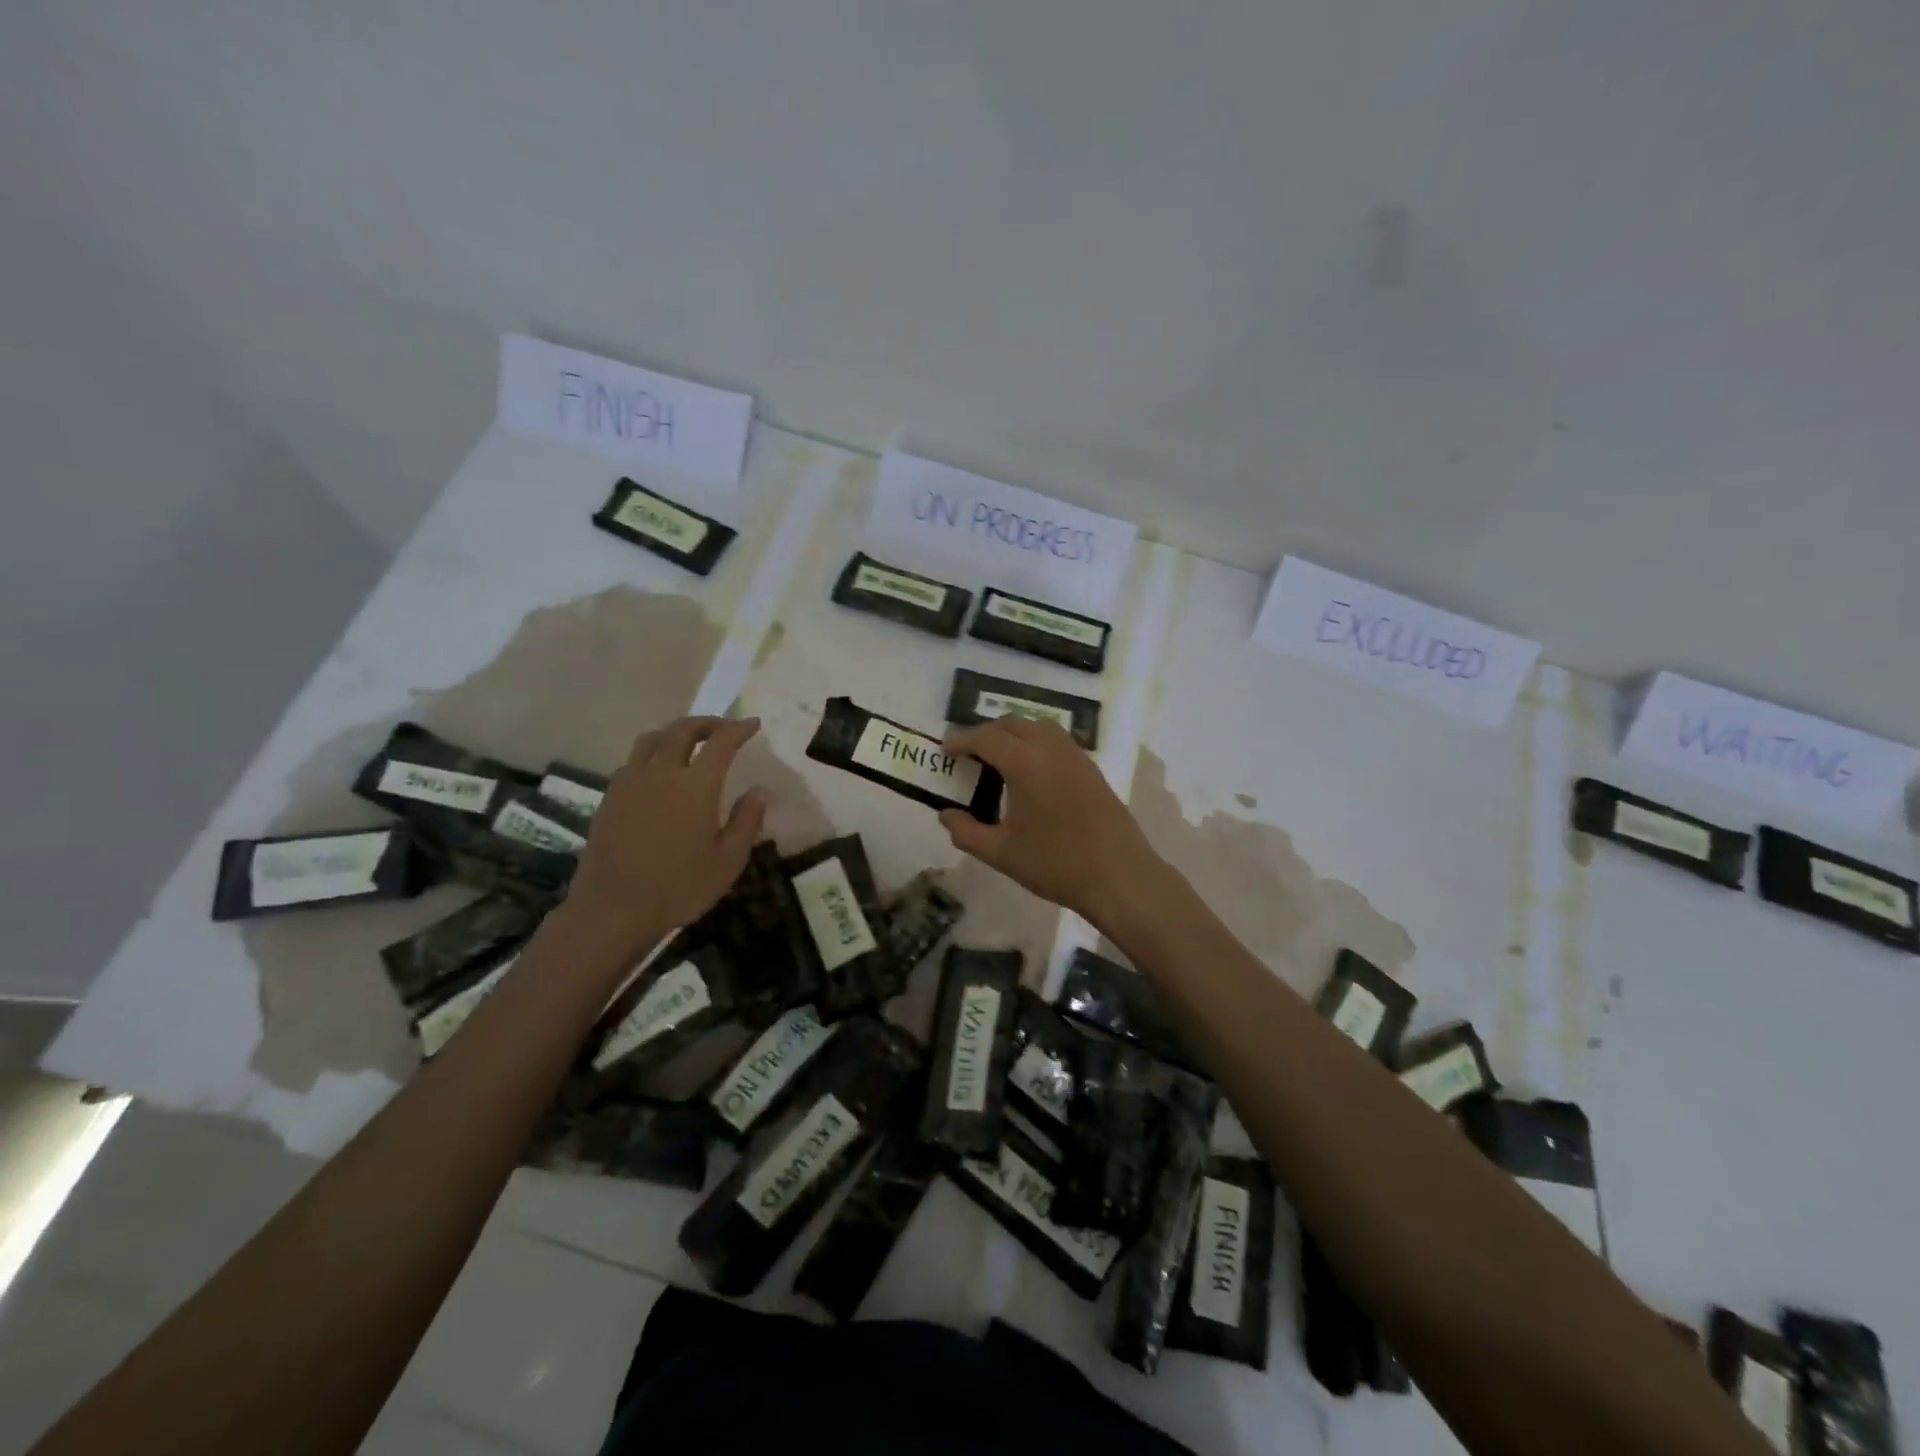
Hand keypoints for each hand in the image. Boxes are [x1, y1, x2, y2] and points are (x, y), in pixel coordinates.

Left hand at [561, 716, 767, 961]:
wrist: (612, 910)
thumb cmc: (678, 888)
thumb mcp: (727, 861)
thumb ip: (746, 821)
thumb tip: (760, 792)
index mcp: (695, 786)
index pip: (721, 742)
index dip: (739, 729)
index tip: (752, 724)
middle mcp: (661, 773)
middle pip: (683, 730)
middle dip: (707, 723)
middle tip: (724, 729)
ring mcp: (630, 782)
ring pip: (653, 738)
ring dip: (676, 732)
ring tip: (691, 742)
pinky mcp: (610, 796)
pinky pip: (634, 759)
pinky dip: (654, 752)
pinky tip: (660, 771)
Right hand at [938, 717, 1168, 928]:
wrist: (1119, 876)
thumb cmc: (1055, 864)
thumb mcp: (1001, 853)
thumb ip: (966, 832)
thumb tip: (945, 815)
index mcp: (1025, 763)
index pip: (986, 738)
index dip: (961, 740)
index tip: (946, 750)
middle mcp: (1050, 749)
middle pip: (1013, 724)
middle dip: (987, 733)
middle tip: (969, 754)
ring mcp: (1076, 756)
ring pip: (1039, 727)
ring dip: (1015, 733)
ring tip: (1000, 757)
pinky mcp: (1092, 769)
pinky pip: (1058, 740)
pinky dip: (1038, 743)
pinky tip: (1033, 771)